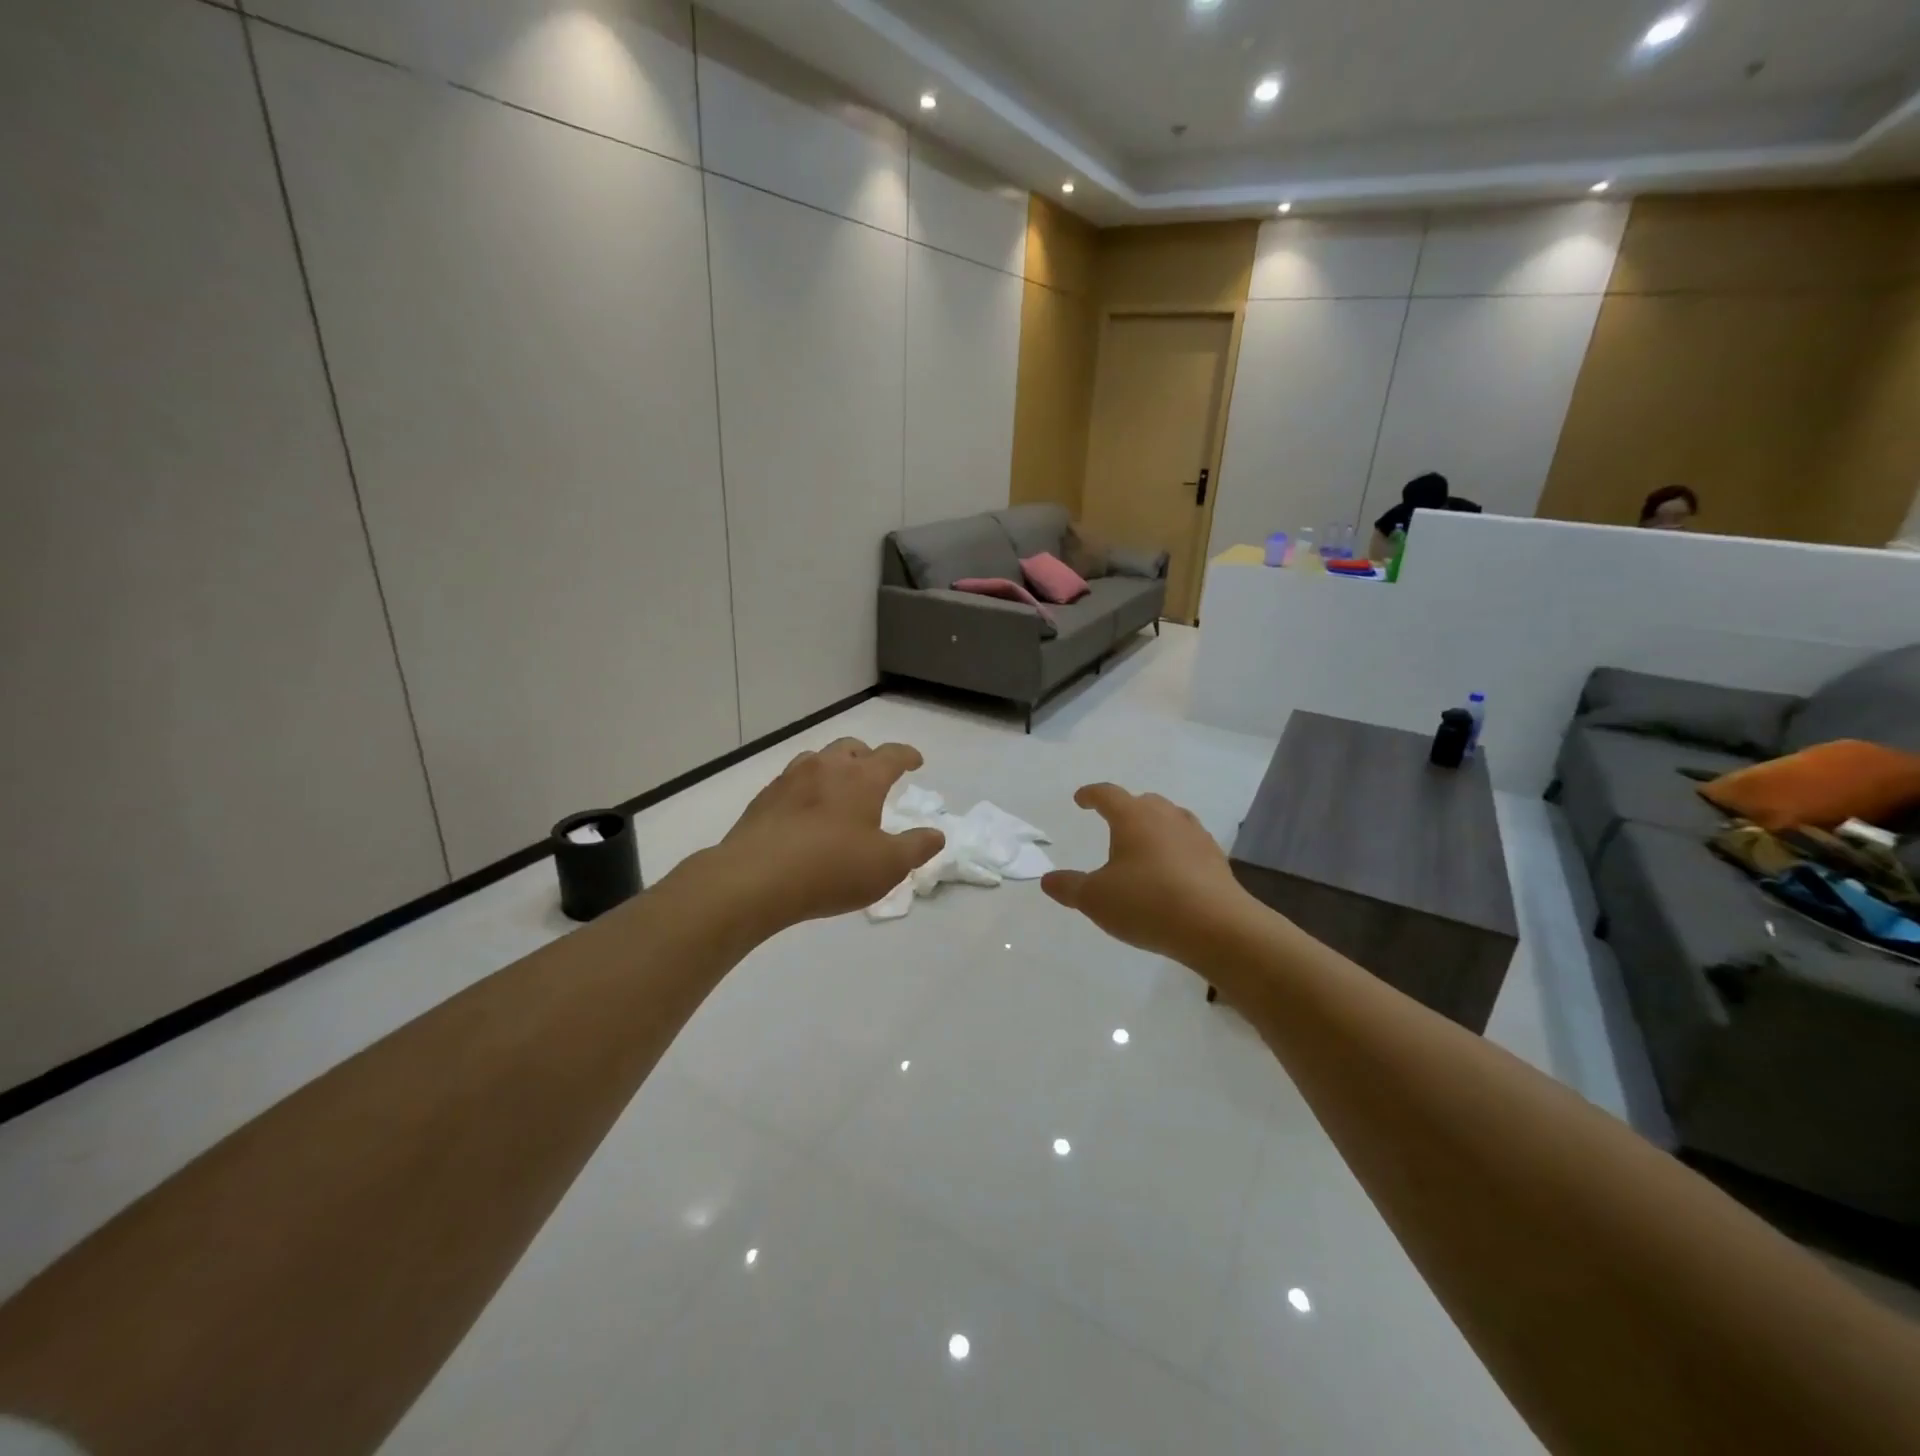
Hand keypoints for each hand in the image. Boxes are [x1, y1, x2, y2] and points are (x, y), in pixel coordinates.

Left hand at [711, 738, 943, 933]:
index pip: (892, 755)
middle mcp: (826, 767)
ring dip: (834, 767)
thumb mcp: (888, 866)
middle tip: (875, 775)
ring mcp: (790, 779)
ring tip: (838, 789)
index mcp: (862, 777)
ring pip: (818, 759)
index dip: (907, 756)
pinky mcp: (764, 799)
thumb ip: (916, 847)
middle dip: (868, 756)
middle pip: (851, 747)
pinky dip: (806, 788)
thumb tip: (936, 834)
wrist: (754, 879)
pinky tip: (804, 811)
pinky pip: (792, 781)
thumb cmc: (831, 869)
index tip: (915, 761)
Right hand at [1042, 783, 1255, 962]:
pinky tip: (1172, 872)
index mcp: (1133, 818)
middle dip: (1126, 808)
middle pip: (1144, 802)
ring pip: (1171, 819)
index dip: (1091, 795)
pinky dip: (1176, 850)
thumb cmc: (1147, 903)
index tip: (1081, 799)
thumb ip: (1069, 887)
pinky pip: (1190, 844)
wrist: (1217, 927)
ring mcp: (1196, 837)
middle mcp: (1166, 818)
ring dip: (1155, 826)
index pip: (1108, 794)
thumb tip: (1047, 879)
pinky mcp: (1216, 860)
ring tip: (1144, 845)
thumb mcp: (1095, 899)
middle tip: (1113, 822)